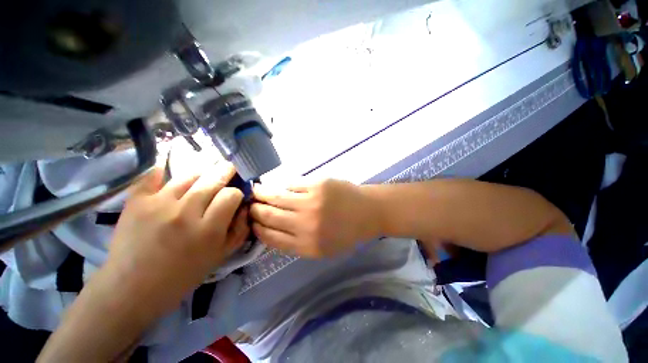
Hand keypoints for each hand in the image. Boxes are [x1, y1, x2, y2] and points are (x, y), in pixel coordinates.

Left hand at [105, 161, 248, 315]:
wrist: (132, 287)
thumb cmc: (183, 274)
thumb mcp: (221, 256)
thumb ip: (240, 229)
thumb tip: (245, 206)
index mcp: (208, 230)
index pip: (231, 195)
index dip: (237, 192)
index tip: (235, 196)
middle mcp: (185, 213)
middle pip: (213, 179)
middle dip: (226, 171)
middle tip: (230, 168)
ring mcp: (158, 204)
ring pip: (190, 175)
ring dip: (203, 171)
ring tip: (206, 173)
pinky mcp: (136, 201)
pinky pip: (154, 175)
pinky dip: (164, 170)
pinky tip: (171, 171)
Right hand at [250, 179, 379, 257]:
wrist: (367, 212)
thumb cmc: (346, 232)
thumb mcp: (322, 248)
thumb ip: (296, 243)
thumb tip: (271, 229)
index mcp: (307, 245)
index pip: (271, 237)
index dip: (257, 229)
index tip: (251, 222)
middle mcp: (305, 225)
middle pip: (270, 216)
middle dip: (255, 211)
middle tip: (249, 205)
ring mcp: (311, 202)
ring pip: (276, 197)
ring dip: (261, 194)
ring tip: (255, 191)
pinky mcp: (317, 185)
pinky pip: (291, 184)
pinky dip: (283, 186)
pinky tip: (280, 187)